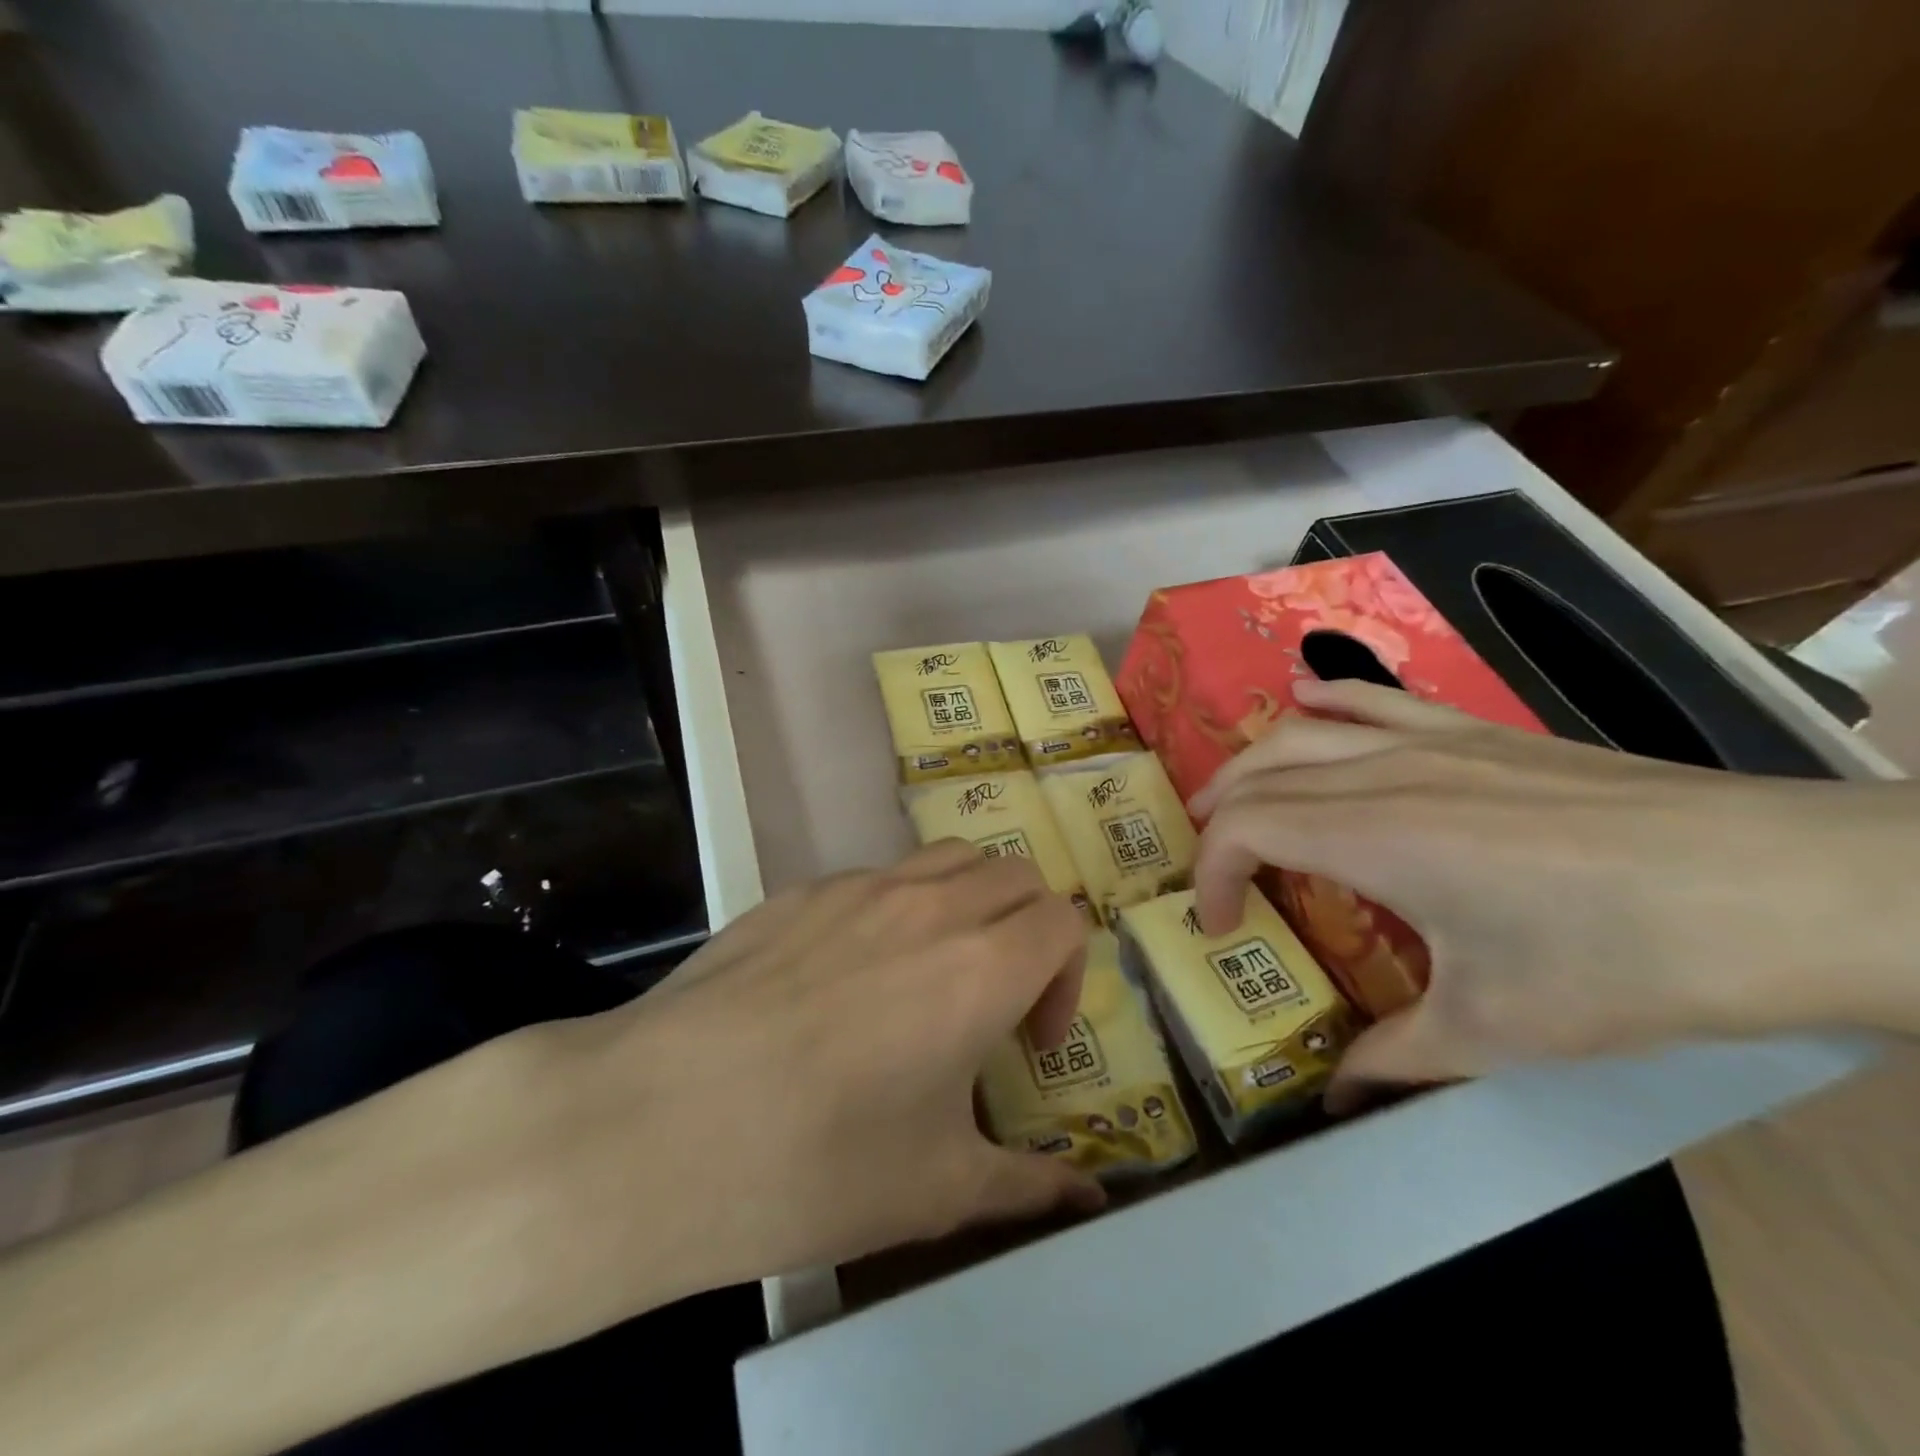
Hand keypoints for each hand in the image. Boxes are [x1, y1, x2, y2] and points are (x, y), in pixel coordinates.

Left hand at [517, 837, 1104, 1341]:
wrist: (653, 1127)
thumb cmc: (811, 1165)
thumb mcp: (935, 1190)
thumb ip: (1028, 1184)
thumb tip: (1088, 1197)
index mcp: (979, 967)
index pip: (1063, 920)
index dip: (1066, 977)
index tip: (1029, 1043)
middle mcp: (928, 906)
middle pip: (1015, 876)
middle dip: (1028, 931)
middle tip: (994, 1002)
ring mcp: (857, 888)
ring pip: (949, 860)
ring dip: (968, 905)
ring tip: (932, 976)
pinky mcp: (799, 892)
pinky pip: (877, 878)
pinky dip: (899, 909)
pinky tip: (847, 981)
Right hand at [1188, 678, 1911, 1108]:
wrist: (1787, 890)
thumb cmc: (1623, 962)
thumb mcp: (1497, 1029)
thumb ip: (1395, 1057)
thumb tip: (1337, 1099)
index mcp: (1370, 835)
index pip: (1245, 830)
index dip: (1212, 876)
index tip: (1223, 928)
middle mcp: (1381, 773)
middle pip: (1259, 776)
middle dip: (1217, 819)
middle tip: (1215, 871)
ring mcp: (1431, 741)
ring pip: (1301, 731)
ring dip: (1251, 763)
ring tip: (1230, 797)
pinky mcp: (1480, 732)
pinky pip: (1375, 701)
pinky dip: (1326, 699)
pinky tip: (1305, 697)